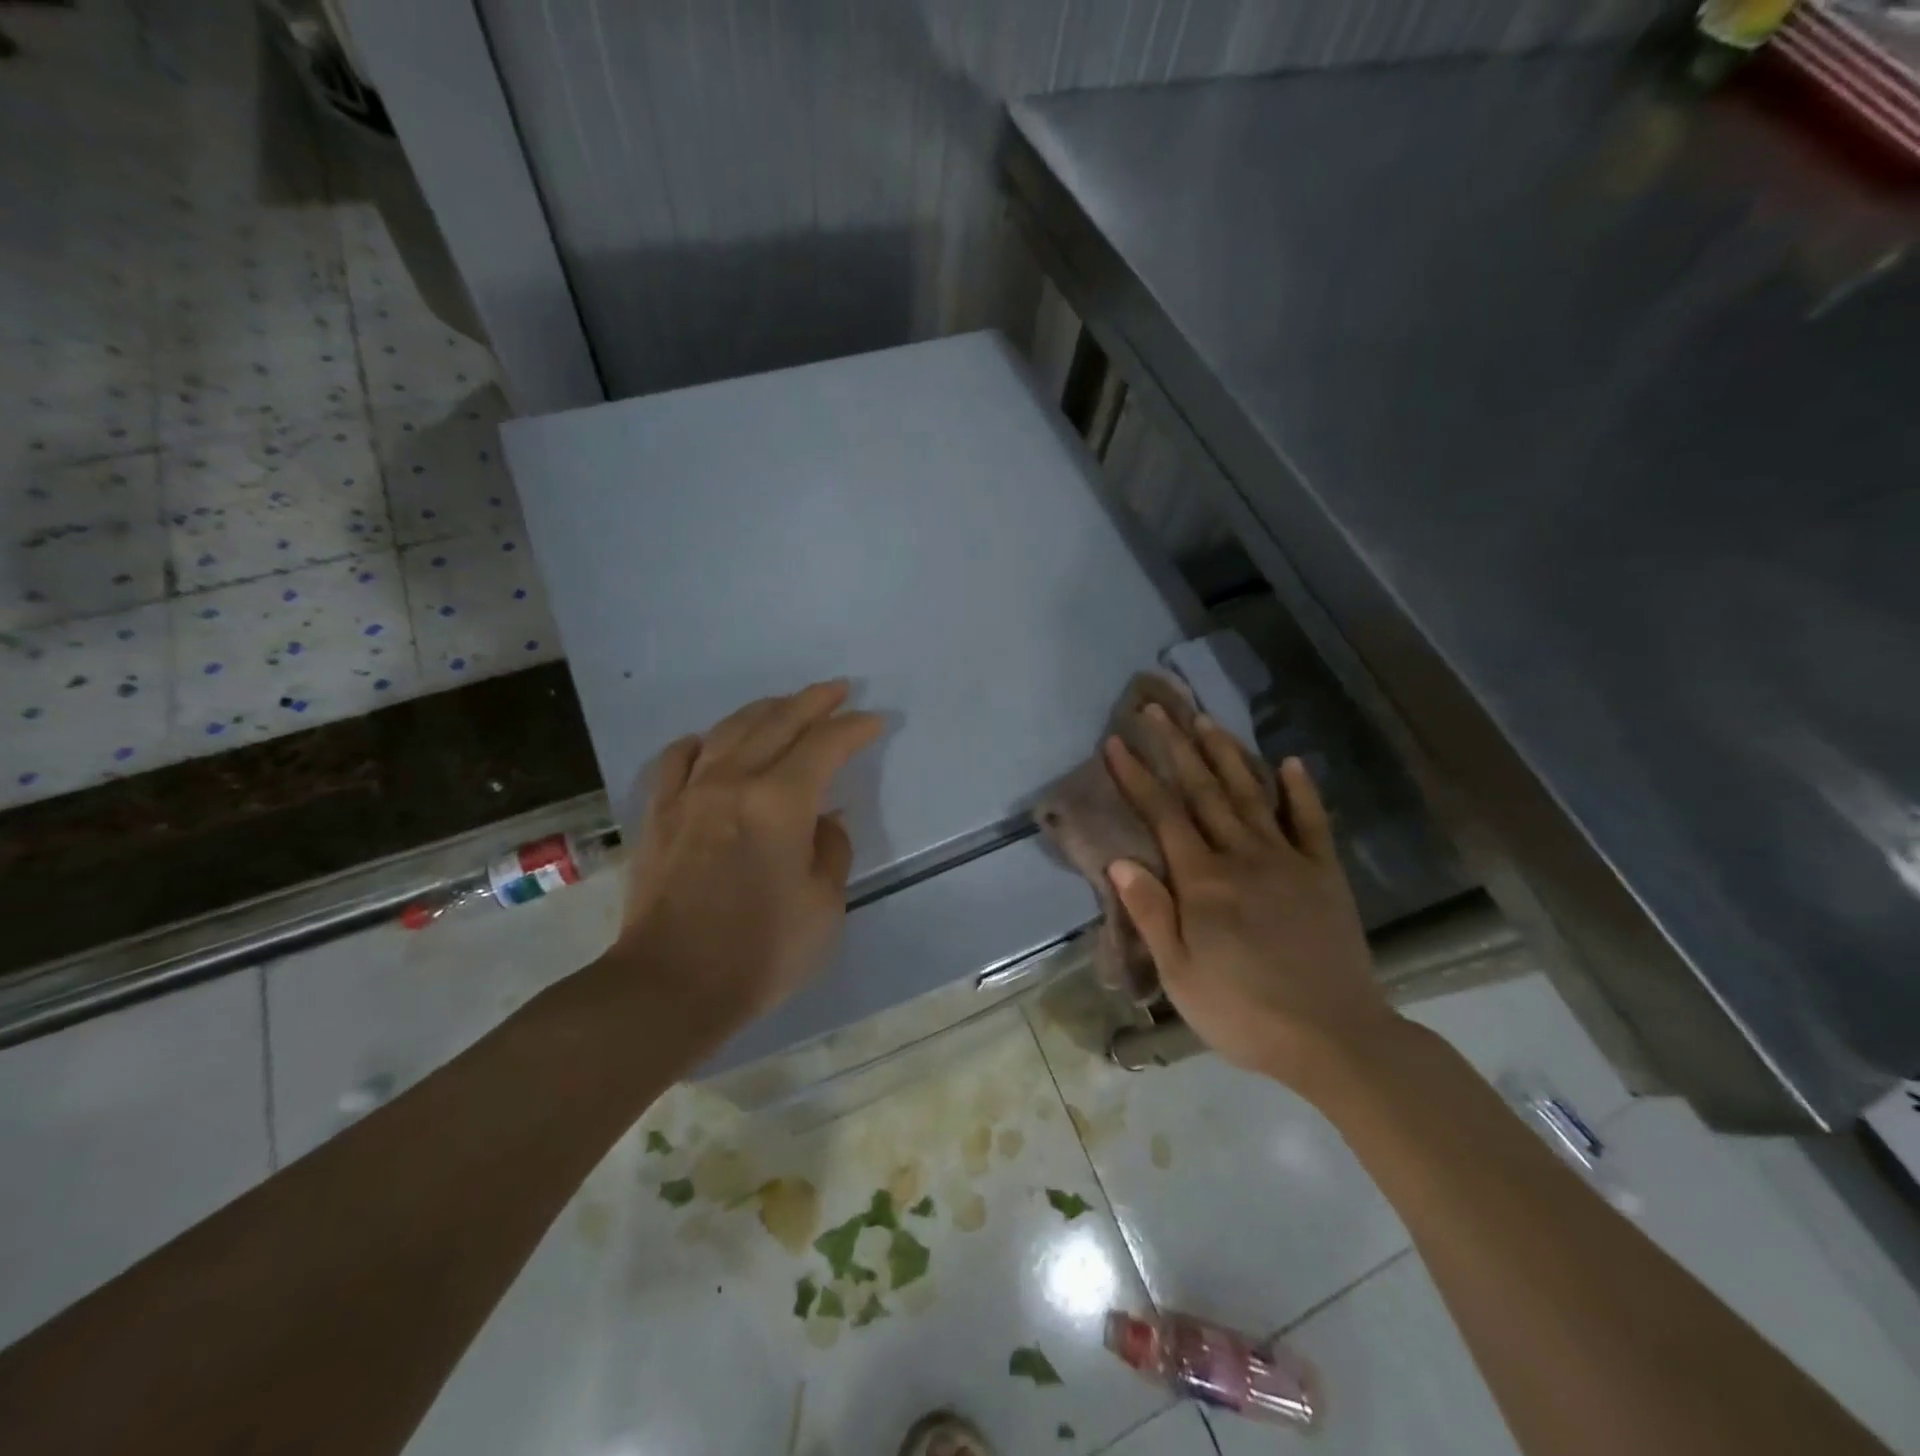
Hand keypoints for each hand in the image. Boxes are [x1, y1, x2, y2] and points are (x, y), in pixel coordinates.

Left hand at [611, 681, 883, 1043]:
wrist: (670, 986)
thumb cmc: (761, 952)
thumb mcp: (824, 906)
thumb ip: (831, 851)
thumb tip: (824, 820)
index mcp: (780, 802)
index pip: (825, 745)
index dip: (853, 728)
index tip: (873, 721)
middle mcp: (733, 782)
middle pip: (777, 722)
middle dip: (813, 702)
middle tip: (837, 690)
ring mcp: (689, 794)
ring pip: (729, 730)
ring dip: (763, 711)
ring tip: (785, 704)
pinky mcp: (659, 815)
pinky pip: (679, 759)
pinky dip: (702, 742)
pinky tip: (711, 742)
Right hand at [1104, 706, 1397, 1087]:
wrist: (1336, 1039)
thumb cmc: (1244, 1013)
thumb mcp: (1180, 975)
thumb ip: (1152, 913)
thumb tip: (1121, 860)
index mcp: (1203, 882)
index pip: (1163, 815)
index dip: (1137, 776)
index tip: (1117, 741)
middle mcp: (1242, 857)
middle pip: (1204, 791)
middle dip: (1176, 746)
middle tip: (1157, 708)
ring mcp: (1288, 861)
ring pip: (1251, 795)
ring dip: (1226, 754)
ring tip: (1205, 720)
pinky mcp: (1324, 874)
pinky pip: (1310, 823)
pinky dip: (1299, 791)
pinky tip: (1290, 763)